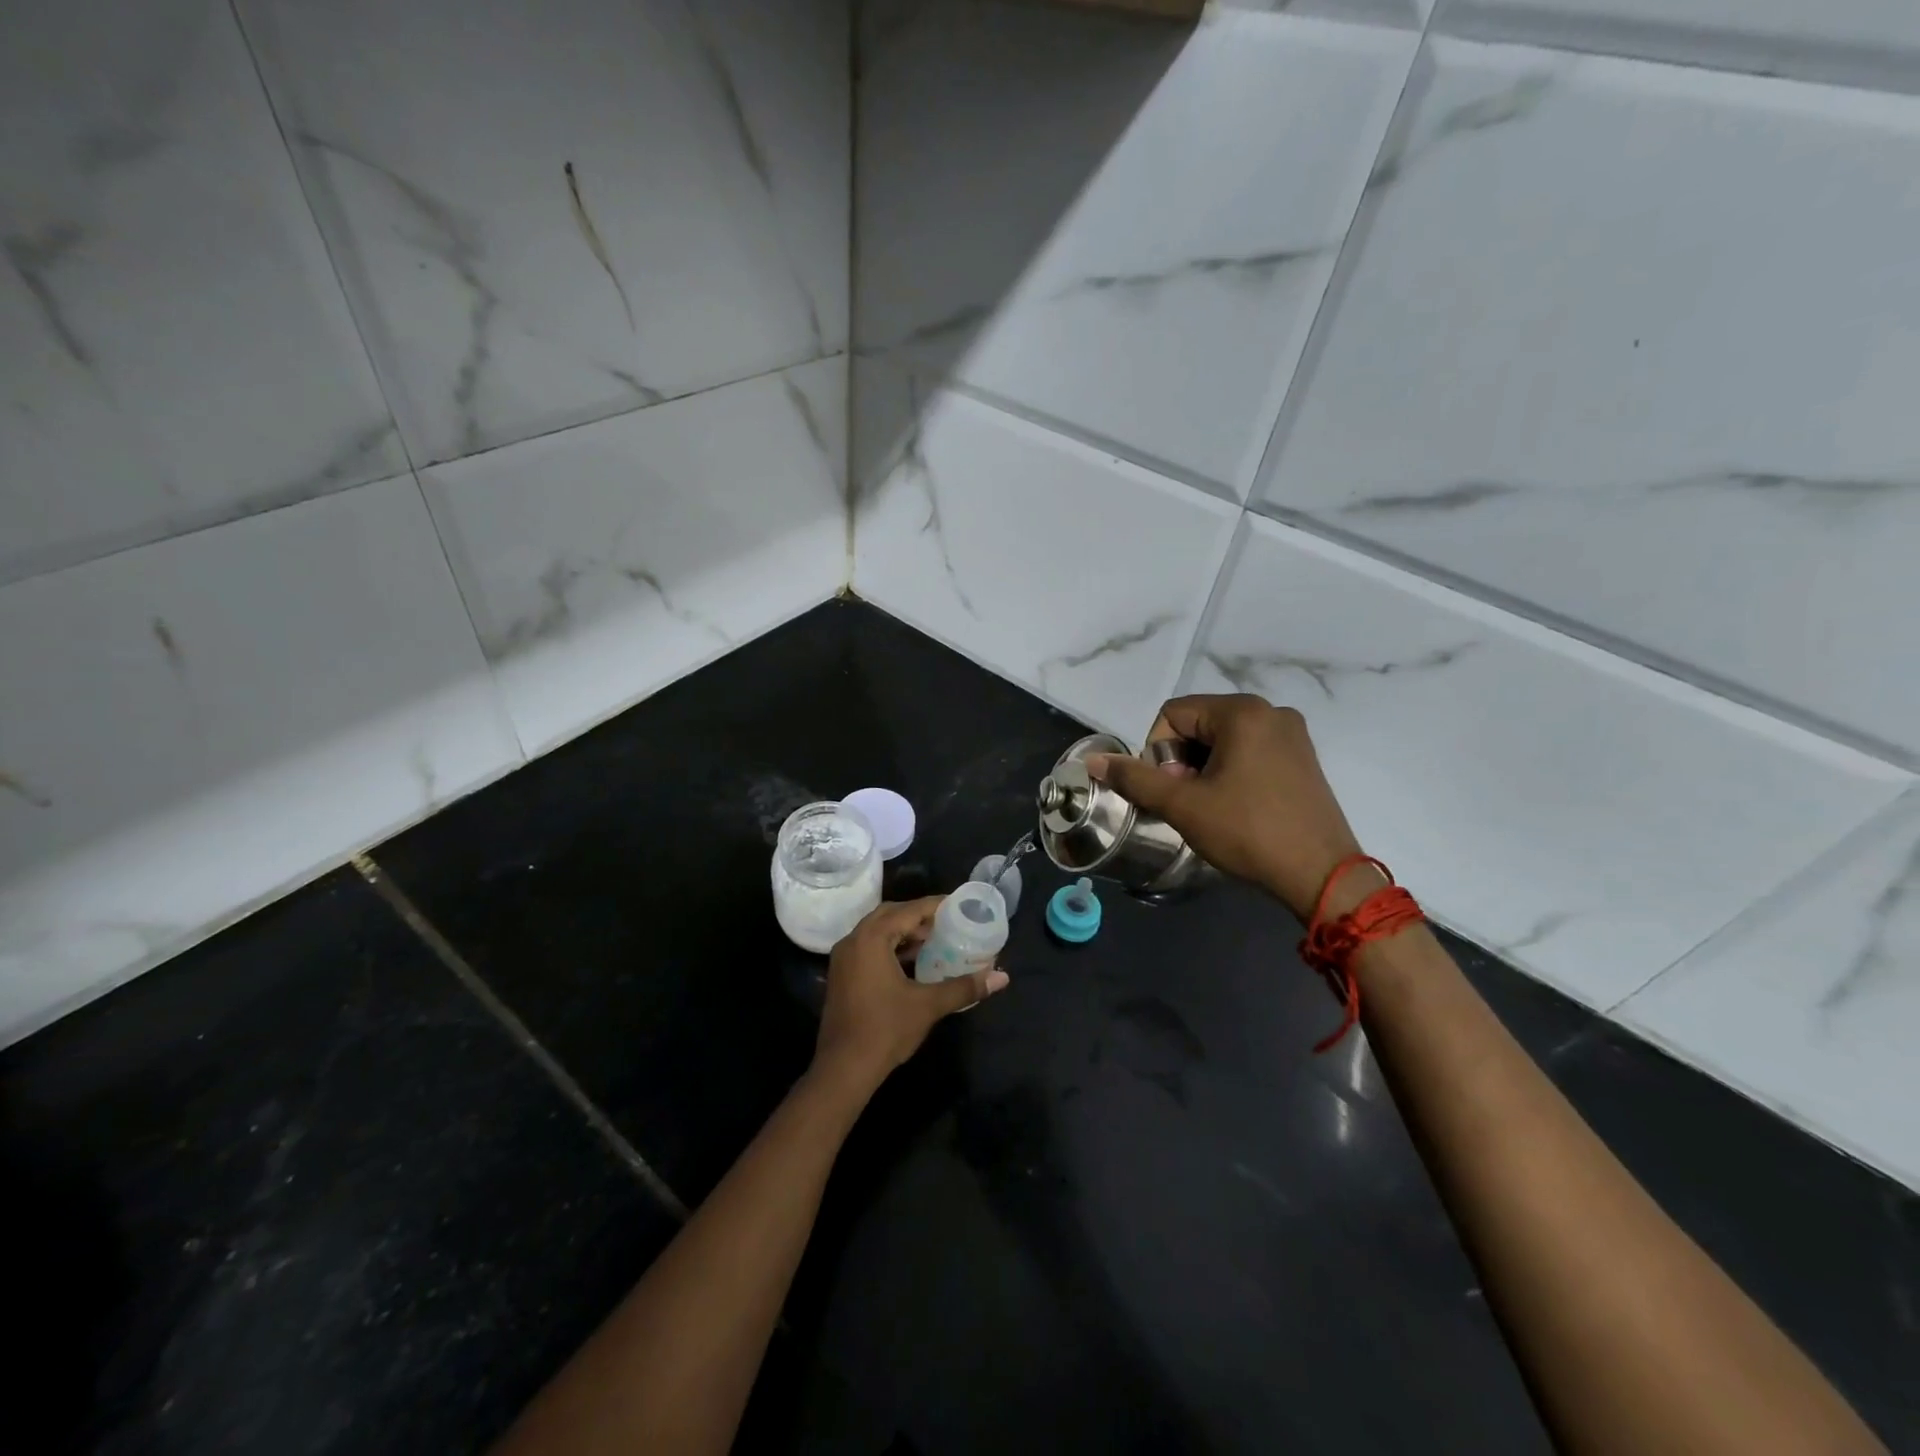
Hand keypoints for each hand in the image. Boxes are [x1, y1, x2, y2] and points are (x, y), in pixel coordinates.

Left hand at [812, 897, 1009, 1100]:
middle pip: (890, 915)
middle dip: (919, 917)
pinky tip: (913, 962)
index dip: (935, 906)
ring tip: (936, 941)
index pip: (908, 910)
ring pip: (878, 932)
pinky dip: (891, 947)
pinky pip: (869, 948)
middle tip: (948, 923)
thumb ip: (964, 987)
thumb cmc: (885, 1030)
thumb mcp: (928, 1005)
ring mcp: (844, 958)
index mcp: (871, 938)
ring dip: (904, 932)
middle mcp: (853, 940)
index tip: (960, 906)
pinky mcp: (842, 975)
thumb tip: (1002, 978)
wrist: (844, 1068)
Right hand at [1086, 694, 1366, 919]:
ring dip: (1205, 769)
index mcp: (1242, 712)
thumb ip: (1135, 778)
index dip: (1159, 753)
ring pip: (1224, 740)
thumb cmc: (1247, 832)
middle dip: (1182, 761)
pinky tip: (1237, 807)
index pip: (1173, 715)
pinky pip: (1251, 752)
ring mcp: (1292, 734)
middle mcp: (1271, 711)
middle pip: (1199, 724)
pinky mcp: (1303, 758)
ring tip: (1213, 808)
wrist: (1321, 876)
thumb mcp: (1182, 805)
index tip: (1173, 791)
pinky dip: (1232, 772)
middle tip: (1190, 802)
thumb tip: (1093, 761)